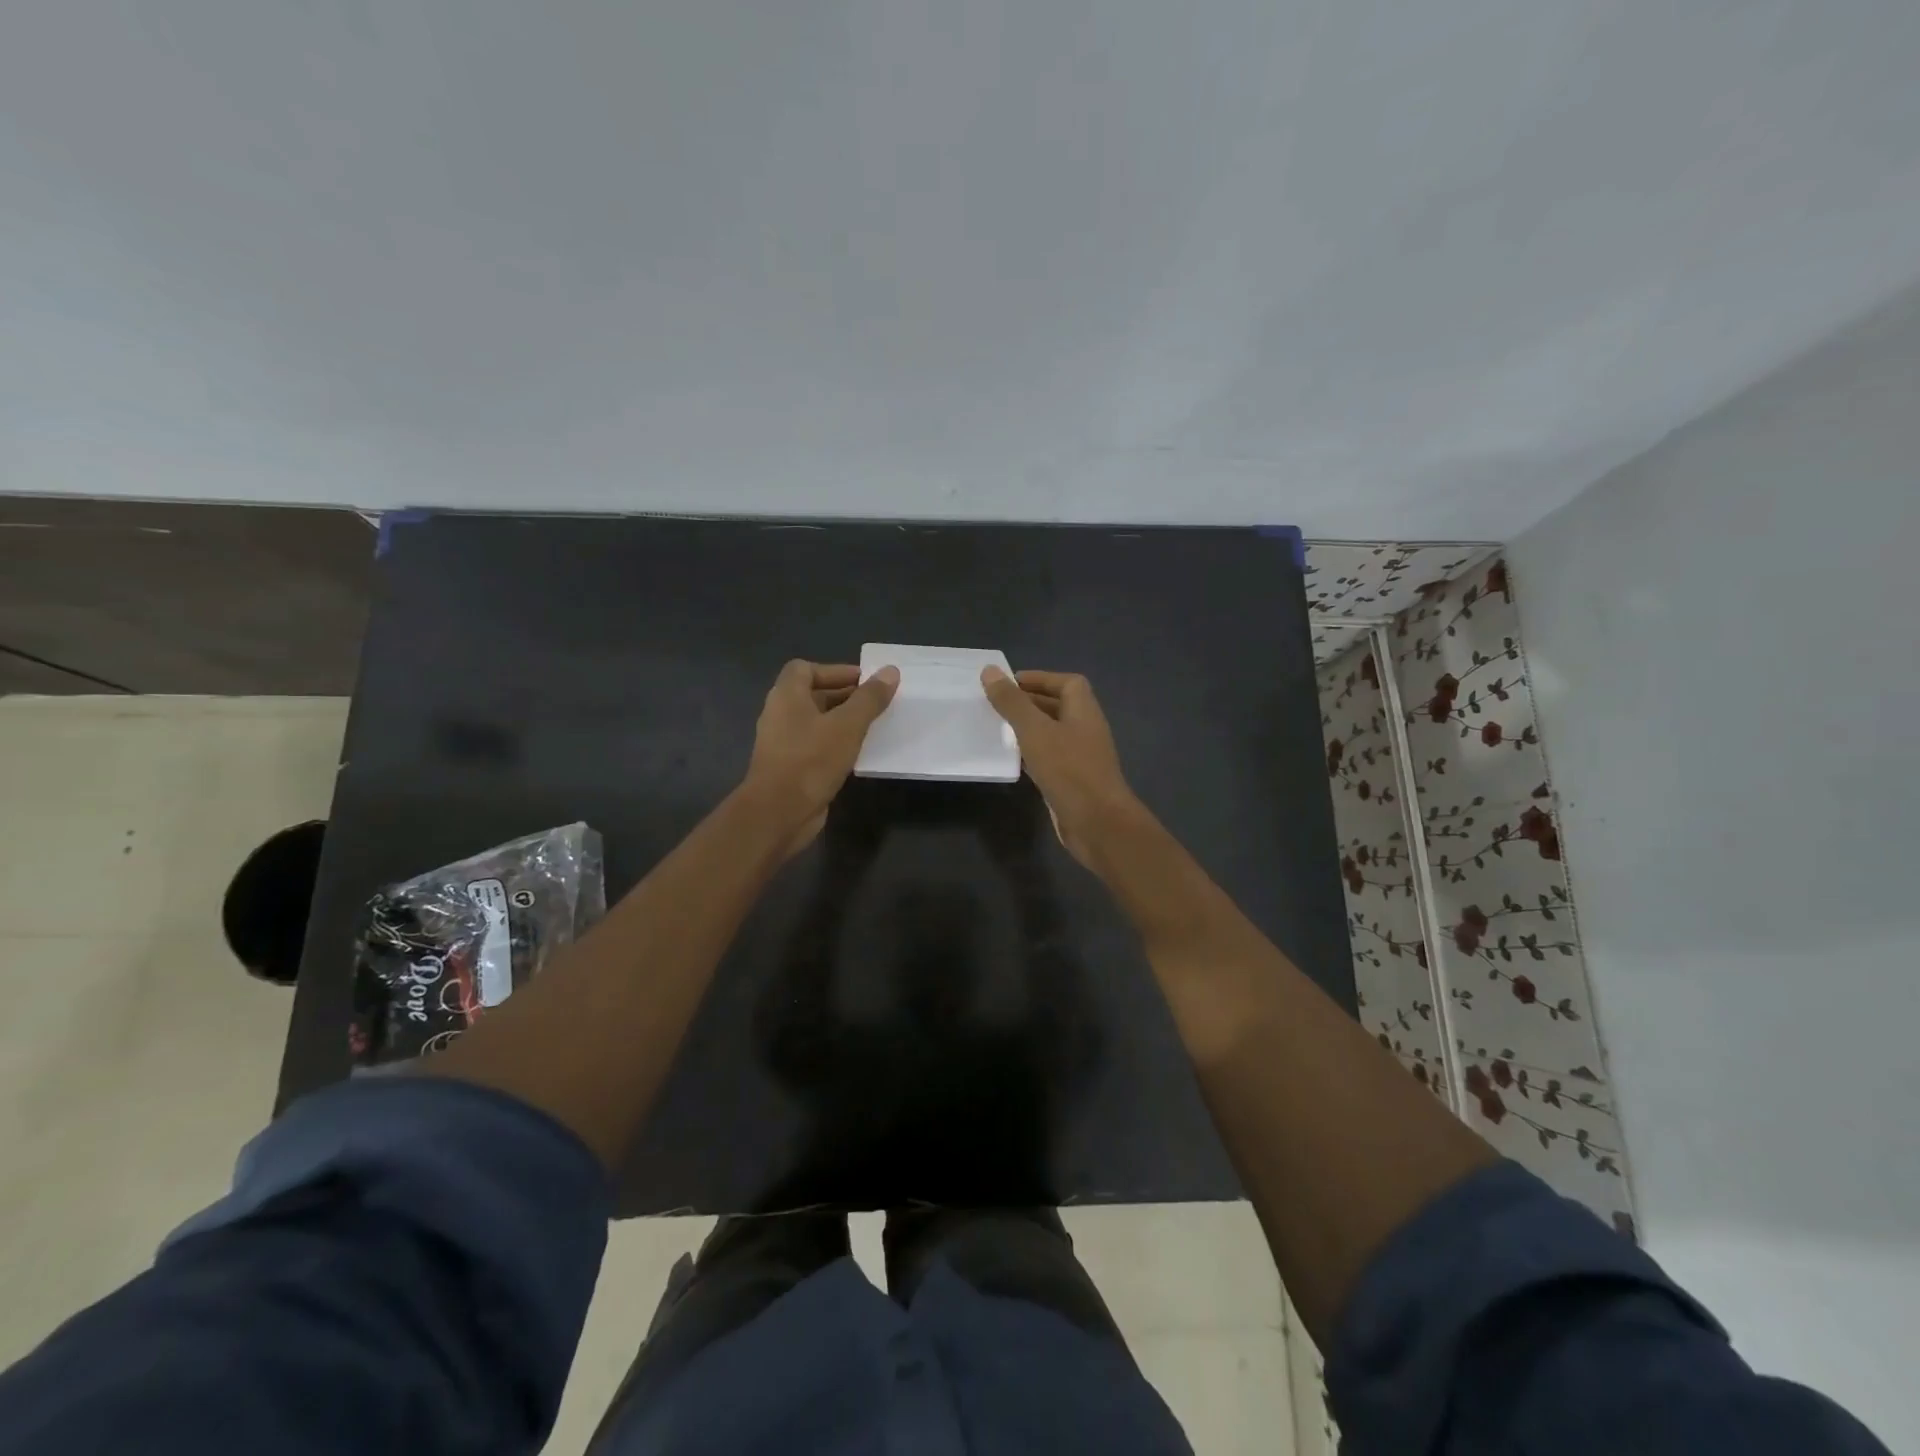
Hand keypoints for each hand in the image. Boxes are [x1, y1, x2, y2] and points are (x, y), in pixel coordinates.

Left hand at [742, 660, 898, 856]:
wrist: (779, 812)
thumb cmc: (811, 760)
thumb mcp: (848, 725)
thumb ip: (869, 698)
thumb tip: (890, 671)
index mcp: (787, 696)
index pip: (805, 668)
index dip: (834, 671)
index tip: (864, 681)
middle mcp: (780, 714)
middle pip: (812, 695)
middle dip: (844, 696)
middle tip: (875, 703)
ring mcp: (783, 743)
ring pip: (816, 722)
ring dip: (842, 721)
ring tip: (872, 726)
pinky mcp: (790, 767)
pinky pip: (815, 746)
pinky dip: (835, 744)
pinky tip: (857, 753)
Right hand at [981, 667, 1141, 869]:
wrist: (1098, 824)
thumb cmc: (1069, 771)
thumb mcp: (1035, 731)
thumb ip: (1012, 702)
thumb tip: (990, 670)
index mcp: (1084, 711)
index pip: (1067, 682)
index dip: (1041, 678)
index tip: (1010, 682)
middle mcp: (1085, 730)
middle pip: (1059, 707)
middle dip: (1030, 702)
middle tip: (997, 704)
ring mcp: (1080, 758)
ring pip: (1052, 734)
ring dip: (1029, 729)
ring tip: (998, 728)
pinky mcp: (1072, 782)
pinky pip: (1050, 759)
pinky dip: (1032, 754)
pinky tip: (1012, 760)